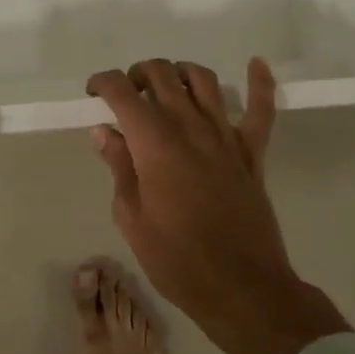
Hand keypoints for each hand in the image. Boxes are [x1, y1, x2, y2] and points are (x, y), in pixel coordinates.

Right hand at [86, 57, 349, 353]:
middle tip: (128, 95)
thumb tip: (104, 132)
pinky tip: (255, 64)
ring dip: (179, 73)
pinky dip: (260, 83)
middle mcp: (188, 125)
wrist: (243, 289)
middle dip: (138, 74)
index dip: (102, 82)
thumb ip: (119, 167)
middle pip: (161, 74)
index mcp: (153, 141)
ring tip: (168, 87)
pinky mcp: (252, 152)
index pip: (122, 91)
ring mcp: (224, 135)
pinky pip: (261, 109)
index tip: (93, 93)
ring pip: (202, 80)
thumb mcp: (131, 217)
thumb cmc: (177, 260)